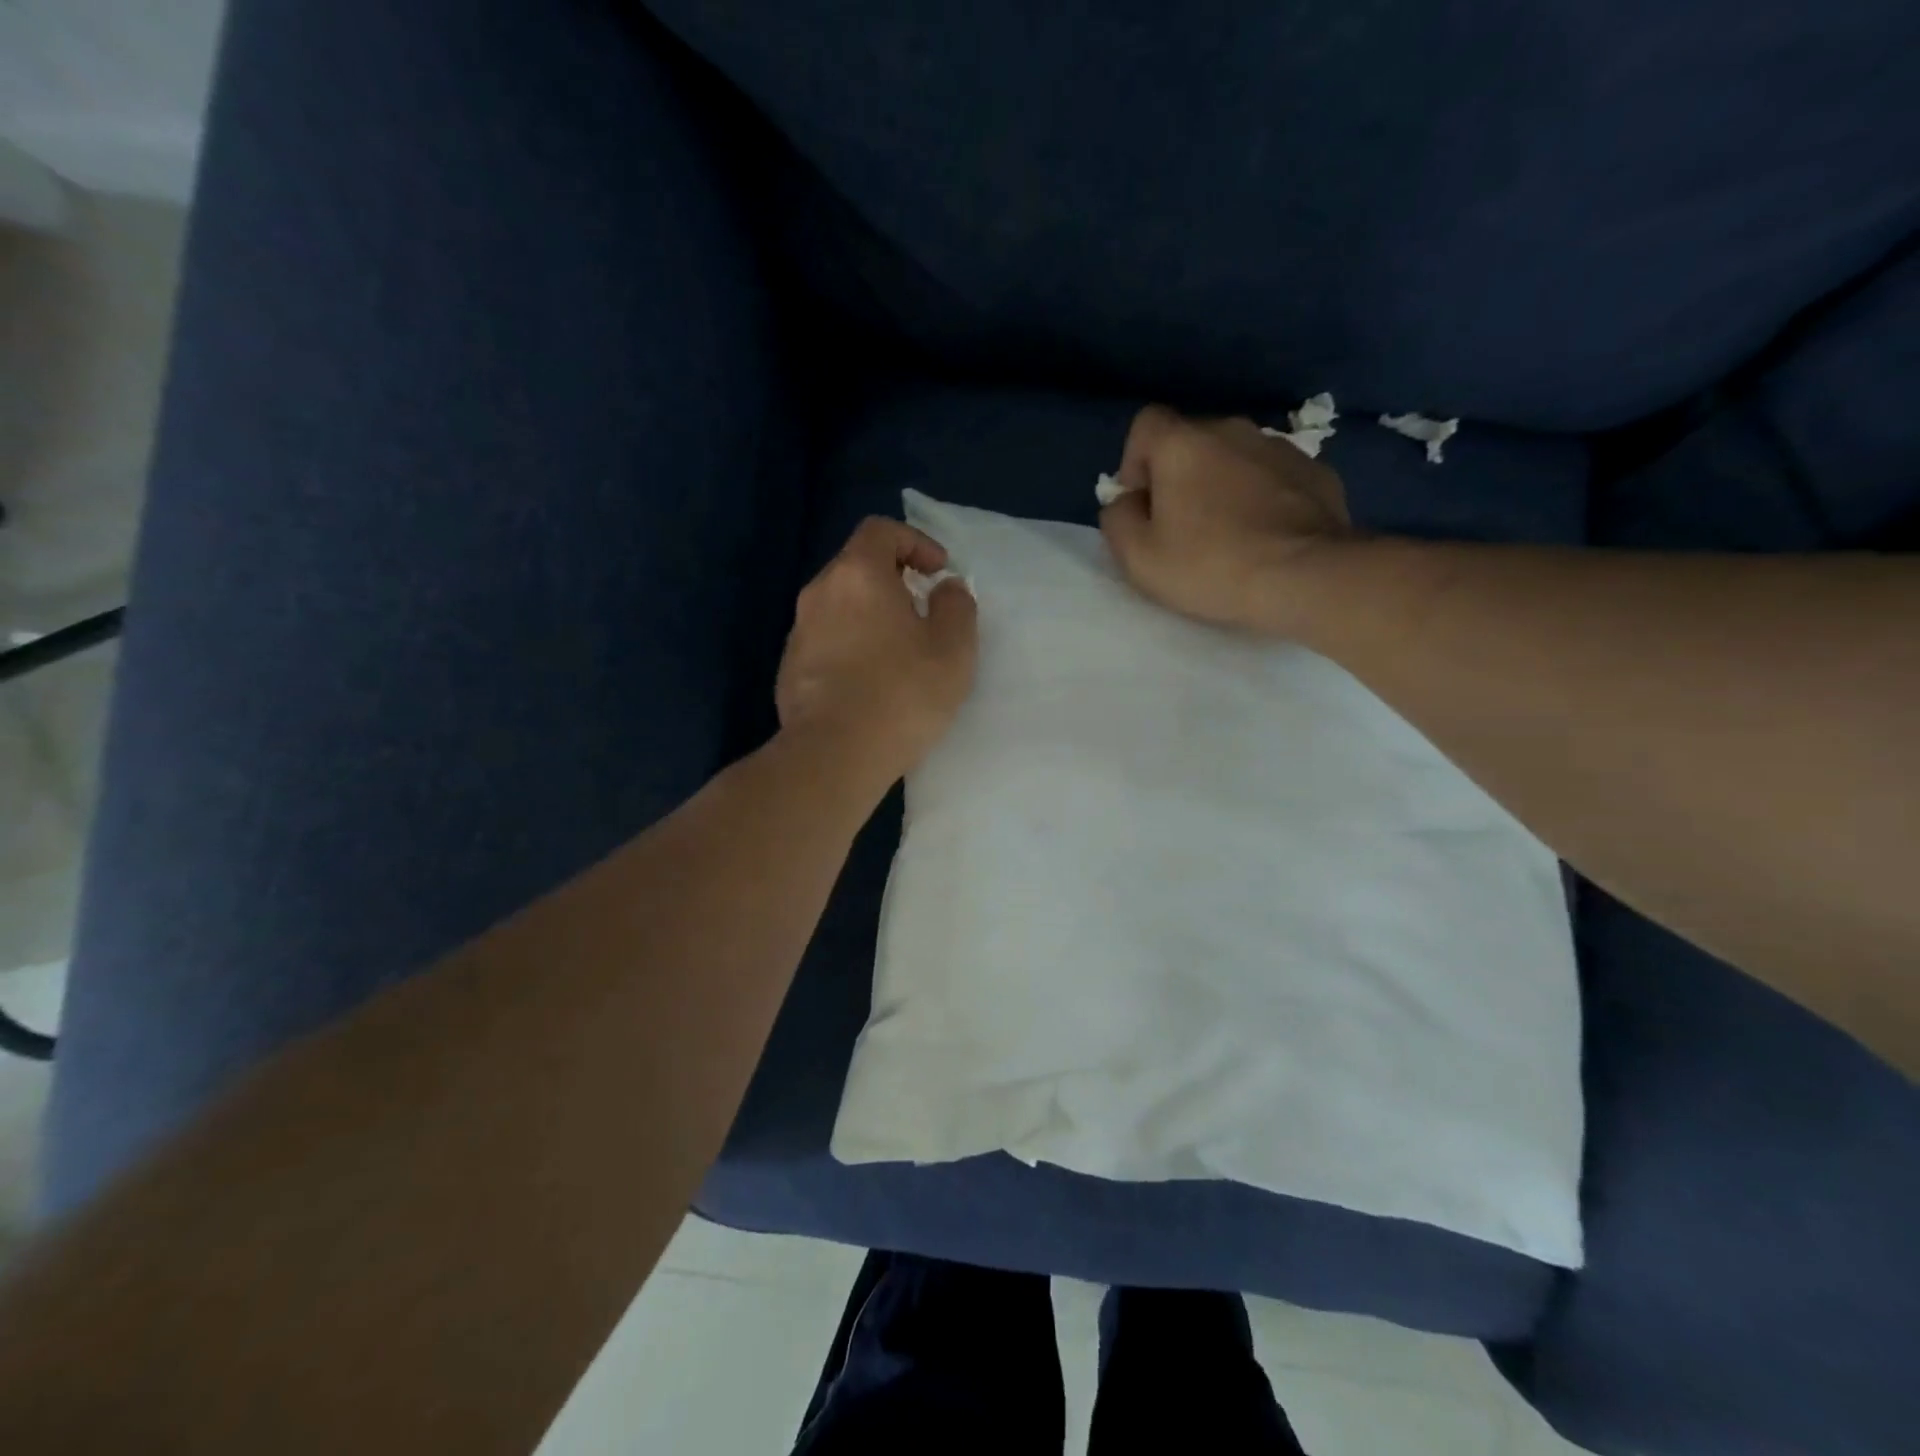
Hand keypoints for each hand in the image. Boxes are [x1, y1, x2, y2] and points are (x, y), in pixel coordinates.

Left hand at [776, 517, 978, 782]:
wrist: (834, 754)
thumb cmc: (902, 693)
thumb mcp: (954, 649)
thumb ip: (956, 606)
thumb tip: (945, 588)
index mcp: (858, 575)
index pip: (881, 530)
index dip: (915, 542)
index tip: (938, 572)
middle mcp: (819, 593)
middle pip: (856, 567)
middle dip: (893, 580)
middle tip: (923, 612)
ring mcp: (798, 633)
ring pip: (839, 607)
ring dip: (871, 616)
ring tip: (899, 652)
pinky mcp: (789, 670)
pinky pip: (826, 642)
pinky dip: (851, 646)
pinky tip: (870, 684)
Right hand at [1100, 405, 1356, 636]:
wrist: (1306, 578)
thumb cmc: (1210, 565)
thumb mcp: (1138, 556)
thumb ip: (1117, 519)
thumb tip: (1128, 502)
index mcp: (1183, 443)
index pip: (1146, 424)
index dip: (1135, 461)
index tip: (1143, 503)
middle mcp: (1233, 430)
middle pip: (1192, 442)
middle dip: (1180, 477)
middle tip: (1182, 529)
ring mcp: (1281, 448)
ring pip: (1235, 459)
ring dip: (1223, 486)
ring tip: (1229, 536)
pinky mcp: (1318, 473)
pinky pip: (1274, 479)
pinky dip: (1263, 499)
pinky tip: (1266, 538)